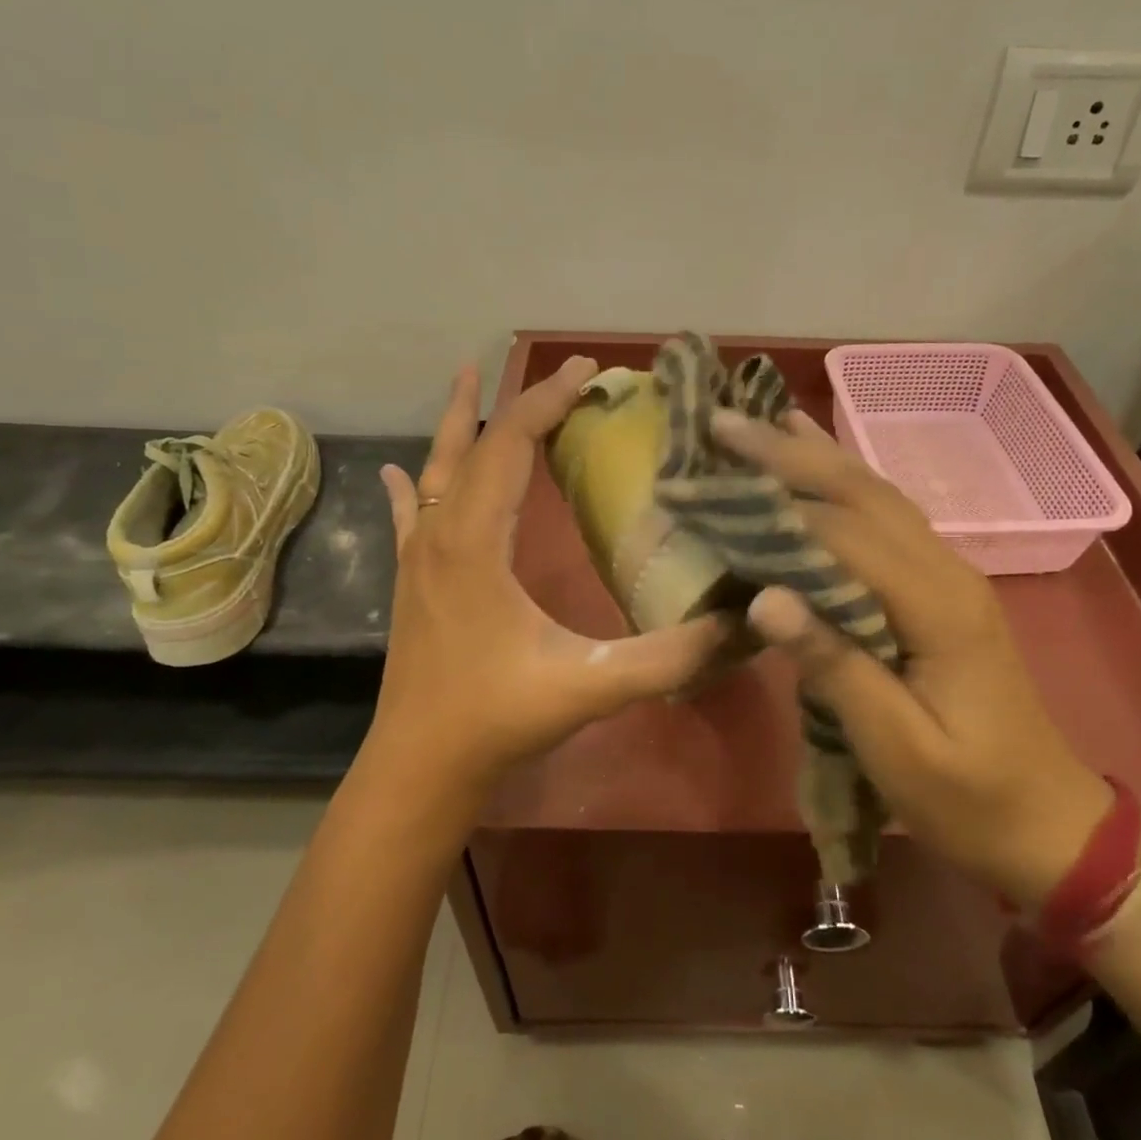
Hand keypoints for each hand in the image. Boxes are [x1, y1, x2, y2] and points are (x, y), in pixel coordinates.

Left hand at [372, 357, 728, 792]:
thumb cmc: (497, 719)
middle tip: (564, 374)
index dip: (548, 402)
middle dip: (520, 403)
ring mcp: (417, 557)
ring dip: (458, 423)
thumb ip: (668, 656)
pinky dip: (413, 484)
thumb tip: (742, 624)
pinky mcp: (410, 581)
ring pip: (437, 470)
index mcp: (476, 541)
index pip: (510, 444)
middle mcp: (441, 534)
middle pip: (475, 445)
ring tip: (469, 378)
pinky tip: (398, 471)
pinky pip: (410, 515)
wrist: (420, 768)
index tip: (589, 372)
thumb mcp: (591, 686)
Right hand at [712, 409, 1114, 908]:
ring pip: (878, 496)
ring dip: (818, 456)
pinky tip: (822, 466)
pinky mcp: (940, 589)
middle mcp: (946, 571)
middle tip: (724, 422)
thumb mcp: (897, 748)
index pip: (844, 535)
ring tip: (765, 419)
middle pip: (863, 494)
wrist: (1047, 822)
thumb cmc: (968, 797)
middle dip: (790, 454)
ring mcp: (948, 574)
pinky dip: (844, 485)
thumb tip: (764, 599)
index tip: (706, 483)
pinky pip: (886, 520)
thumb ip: (835, 666)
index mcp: (938, 606)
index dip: (773, 506)